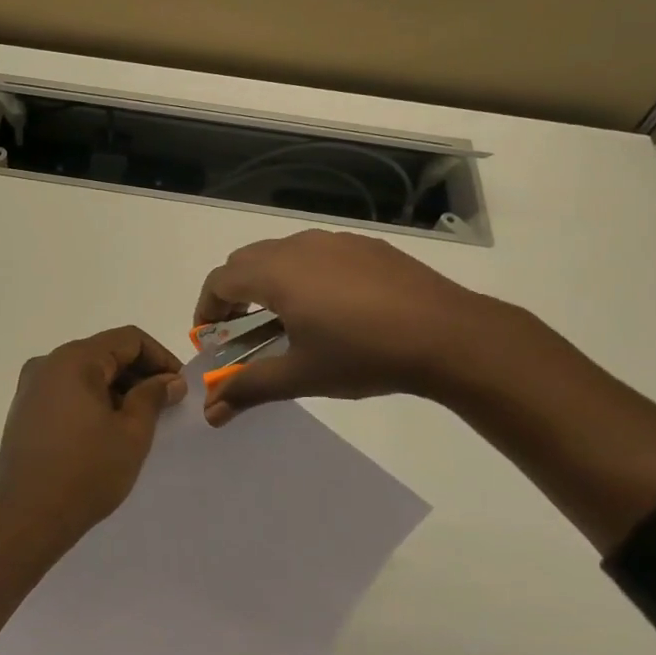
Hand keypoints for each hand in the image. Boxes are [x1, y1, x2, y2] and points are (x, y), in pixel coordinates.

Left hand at [0, 326, 186, 552]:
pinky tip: (108, 431)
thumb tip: (169, 380)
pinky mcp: (25, 410)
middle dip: (139, 374)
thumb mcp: (132, 433)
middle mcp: (48, 363)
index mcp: (74, 359)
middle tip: (166, 406)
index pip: (128, 339)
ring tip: (140, 422)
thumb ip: (152, 397)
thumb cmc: (85, 472)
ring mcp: (32, 387)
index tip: (180, 387)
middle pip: (105, 353)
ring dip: (117, 389)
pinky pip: (68, 391)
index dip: (160, 357)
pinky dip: (93, 401)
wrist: (25, 519)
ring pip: (86, 373)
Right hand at [193, 229, 485, 424]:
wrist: (448, 335)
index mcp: (275, 273)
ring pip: (282, 253)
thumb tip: (210, 413)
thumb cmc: (363, 355)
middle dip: (234, 294)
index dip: (206, 309)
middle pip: (246, 261)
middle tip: (242, 332)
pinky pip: (318, 253)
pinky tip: (333, 308)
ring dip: (269, 282)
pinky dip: (305, 274)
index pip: (220, 281)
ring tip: (287, 320)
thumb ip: (249, 388)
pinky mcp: (366, 246)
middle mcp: (298, 246)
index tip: (209, 338)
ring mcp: (335, 241)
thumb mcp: (301, 376)